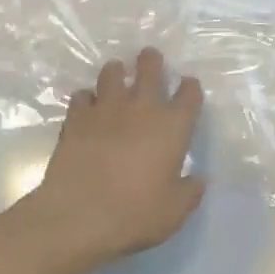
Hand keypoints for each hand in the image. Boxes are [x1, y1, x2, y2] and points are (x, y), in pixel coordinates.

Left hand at [18, 47, 204, 272]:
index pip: (189, 94)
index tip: (187, 86)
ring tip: (116, 74)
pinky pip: (82, 96)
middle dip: (151, 60)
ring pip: (112, 73)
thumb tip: (198, 179)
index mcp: (173, 126)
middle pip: (150, 69)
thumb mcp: (174, 212)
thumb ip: (189, 192)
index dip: (190, 87)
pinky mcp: (76, 118)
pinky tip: (87, 106)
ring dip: (116, 72)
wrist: (79, 216)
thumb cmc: (135, 213)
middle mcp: (142, 108)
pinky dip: (86, 98)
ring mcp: (106, 109)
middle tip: (149, 57)